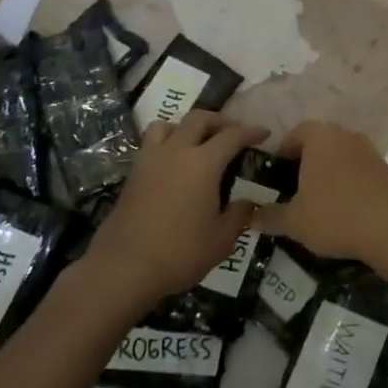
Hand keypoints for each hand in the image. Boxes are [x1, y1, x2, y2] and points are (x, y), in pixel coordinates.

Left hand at [83, 112, 268, 309]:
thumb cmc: (179, 252)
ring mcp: (150, 161)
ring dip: (186, 127)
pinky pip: (151, 144)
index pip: (232, 136)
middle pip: (198, 119)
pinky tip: (174, 165)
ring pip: (168, 125)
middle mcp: (176, 152)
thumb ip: (238, 215)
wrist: (123, 268)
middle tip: (233, 133)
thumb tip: (246, 203)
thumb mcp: (221, 240)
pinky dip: (167, 144)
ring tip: (197, 143)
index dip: (251, 131)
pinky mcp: (132, 175)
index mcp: (203, 163)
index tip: (264, 132)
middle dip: (220, 121)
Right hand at [253, 121, 387, 265]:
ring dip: (328, 169)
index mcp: (321, 138)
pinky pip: (358, 167)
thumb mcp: (293, 221)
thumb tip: (250, 217)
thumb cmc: (333, 216)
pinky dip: (347, 179)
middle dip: (305, 160)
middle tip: (293, 187)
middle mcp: (346, 135)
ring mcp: (369, 150)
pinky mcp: (385, 168)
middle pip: (319, 141)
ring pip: (340, 154)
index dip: (283, 152)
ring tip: (318, 198)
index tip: (275, 174)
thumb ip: (268, 216)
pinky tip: (343, 205)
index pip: (296, 133)